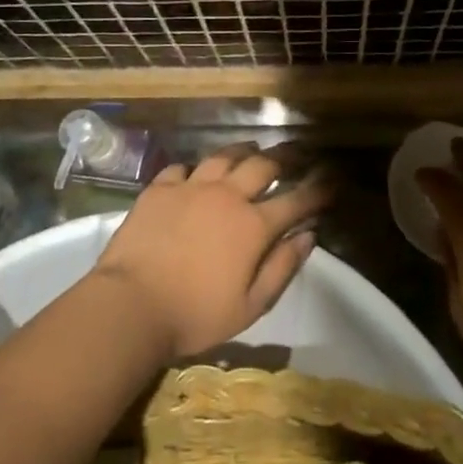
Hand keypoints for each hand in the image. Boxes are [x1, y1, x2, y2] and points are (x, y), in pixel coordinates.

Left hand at [90, 145, 331, 360]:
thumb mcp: (250, 306)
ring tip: (253, 149)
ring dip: (244, 150)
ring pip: (223, 156)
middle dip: (287, 156)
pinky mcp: (159, 189)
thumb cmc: (195, 315)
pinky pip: (182, 168)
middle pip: (263, 165)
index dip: (318, 189)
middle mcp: (226, 196)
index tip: (332, 179)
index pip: (296, 200)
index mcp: (252, 226)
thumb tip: (308, 235)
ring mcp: (190, 187)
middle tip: (299, 152)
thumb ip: (282, 267)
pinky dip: (195, 169)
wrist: (130, 305)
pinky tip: (196, 173)